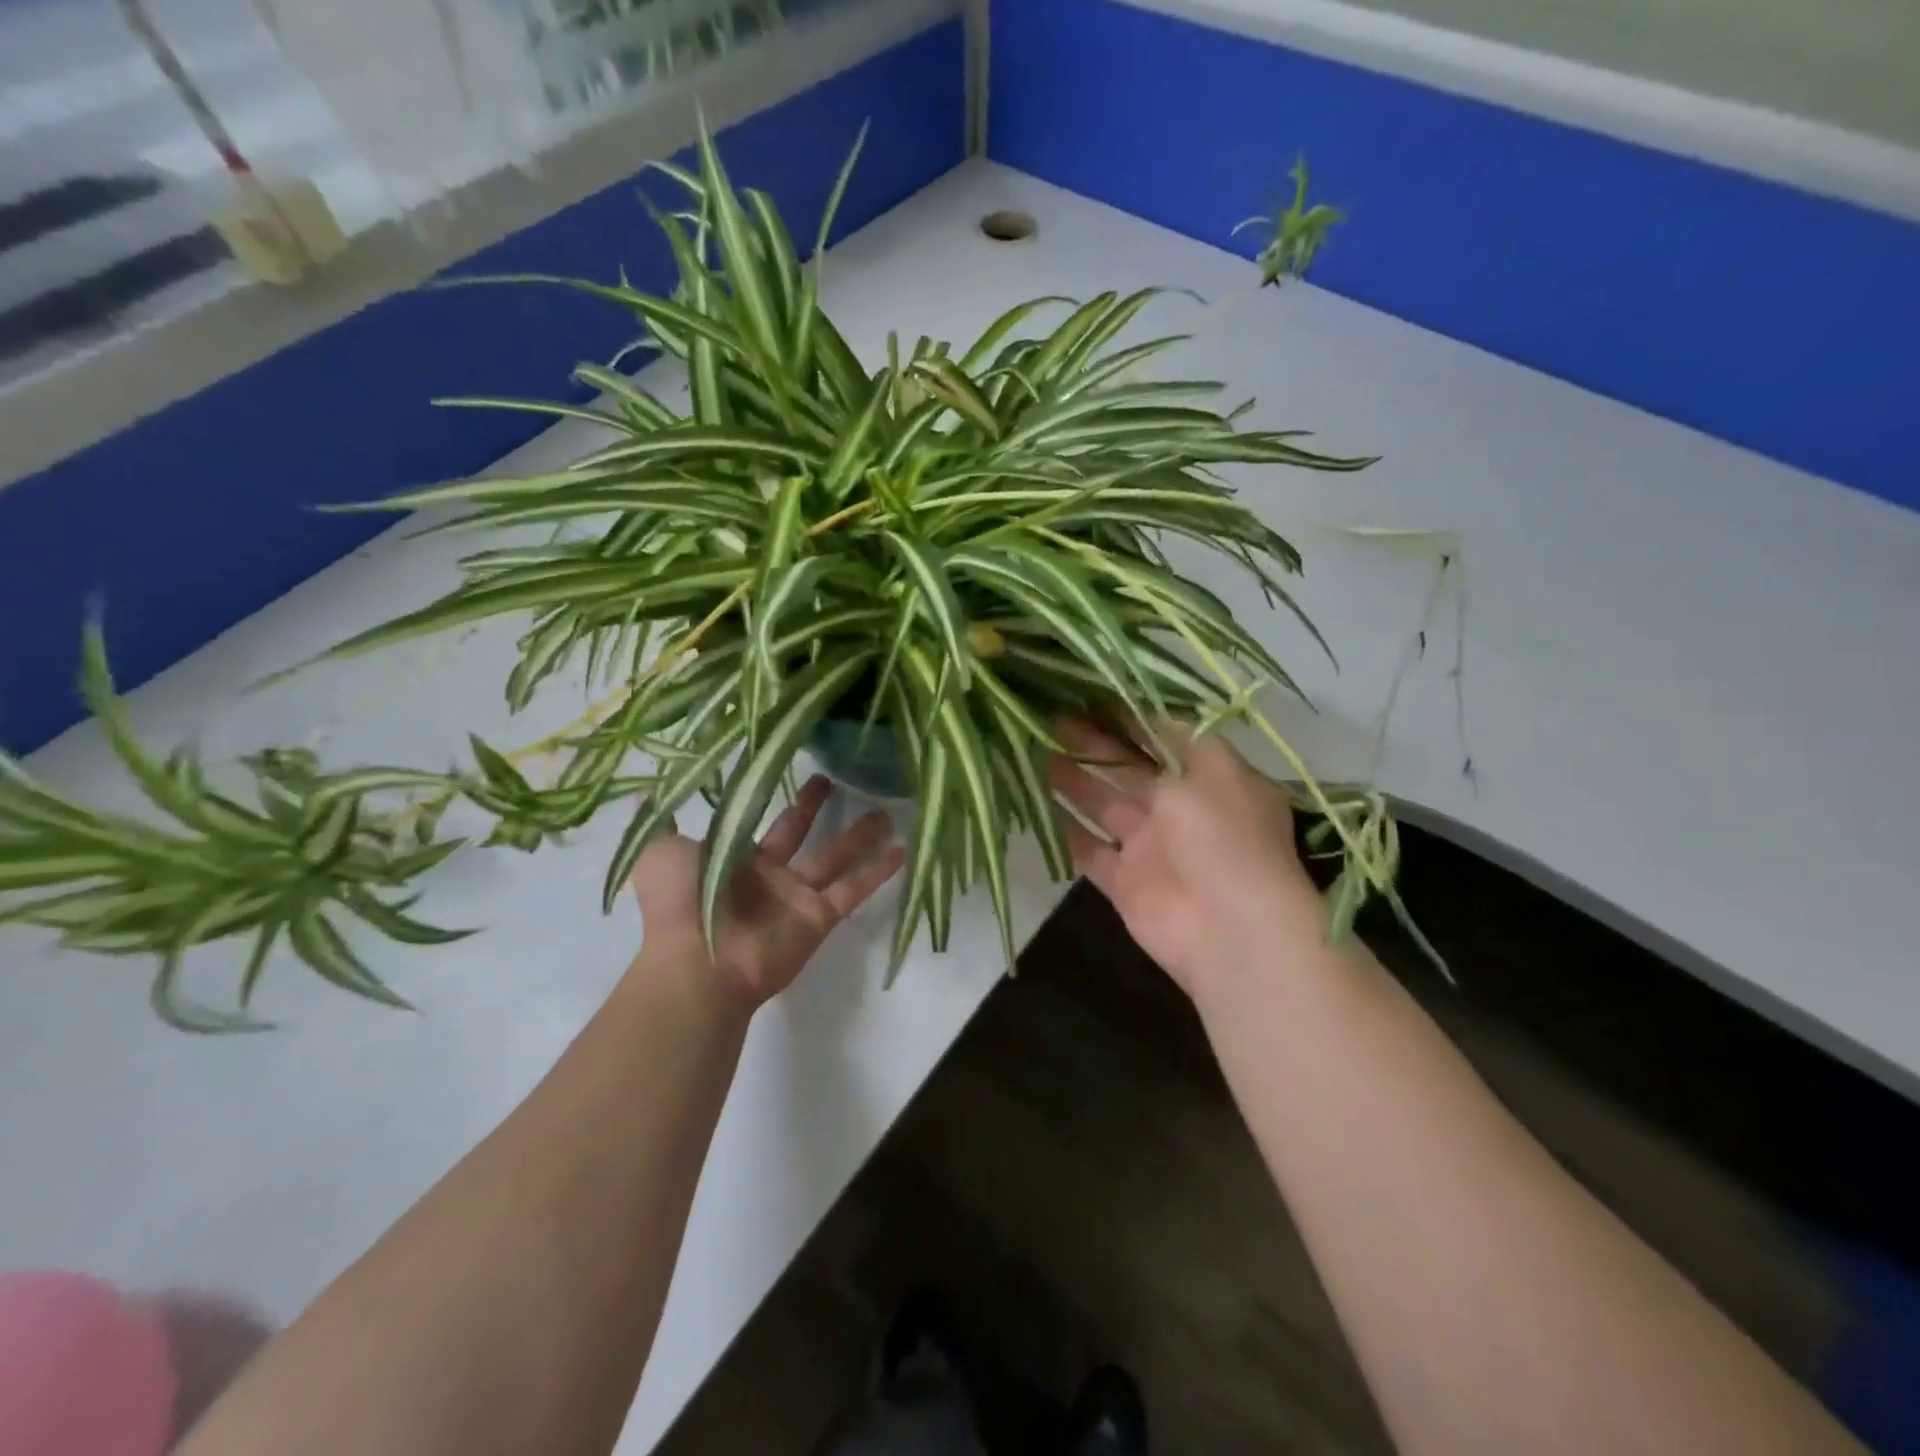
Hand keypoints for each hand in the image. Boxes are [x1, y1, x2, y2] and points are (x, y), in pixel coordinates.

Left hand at [629, 775, 905, 1007]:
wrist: (697, 963)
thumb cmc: (677, 903)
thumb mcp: (658, 853)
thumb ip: (661, 822)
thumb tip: (646, 789)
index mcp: (734, 858)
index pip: (758, 818)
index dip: (767, 795)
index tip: (785, 767)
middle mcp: (768, 875)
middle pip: (801, 833)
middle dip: (815, 807)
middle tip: (838, 777)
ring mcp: (796, 898)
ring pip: (835, 858)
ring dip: (860, 836)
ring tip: (888, 811)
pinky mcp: (819, 918)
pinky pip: (854, 889)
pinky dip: (879, 872)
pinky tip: (903, 850)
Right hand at [1047, 718, 1322, 998]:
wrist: (1231, 930)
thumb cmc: (1224, 837)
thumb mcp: (1210, 768)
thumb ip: (1174, 737)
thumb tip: (1148, 707)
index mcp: (1209, 779)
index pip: (1163, 739)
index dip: (1128, 718)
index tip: (1088, 696)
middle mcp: (1180, 810)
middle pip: (1128, 770)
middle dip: (1093, 745)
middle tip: (1050, 719)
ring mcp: (1151, 848)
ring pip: (1104, 806)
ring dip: (1074, 781)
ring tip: (1035, 752)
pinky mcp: (1126, 882)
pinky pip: (1090, 852)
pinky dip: (1067, 833)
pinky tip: (1038, 807)